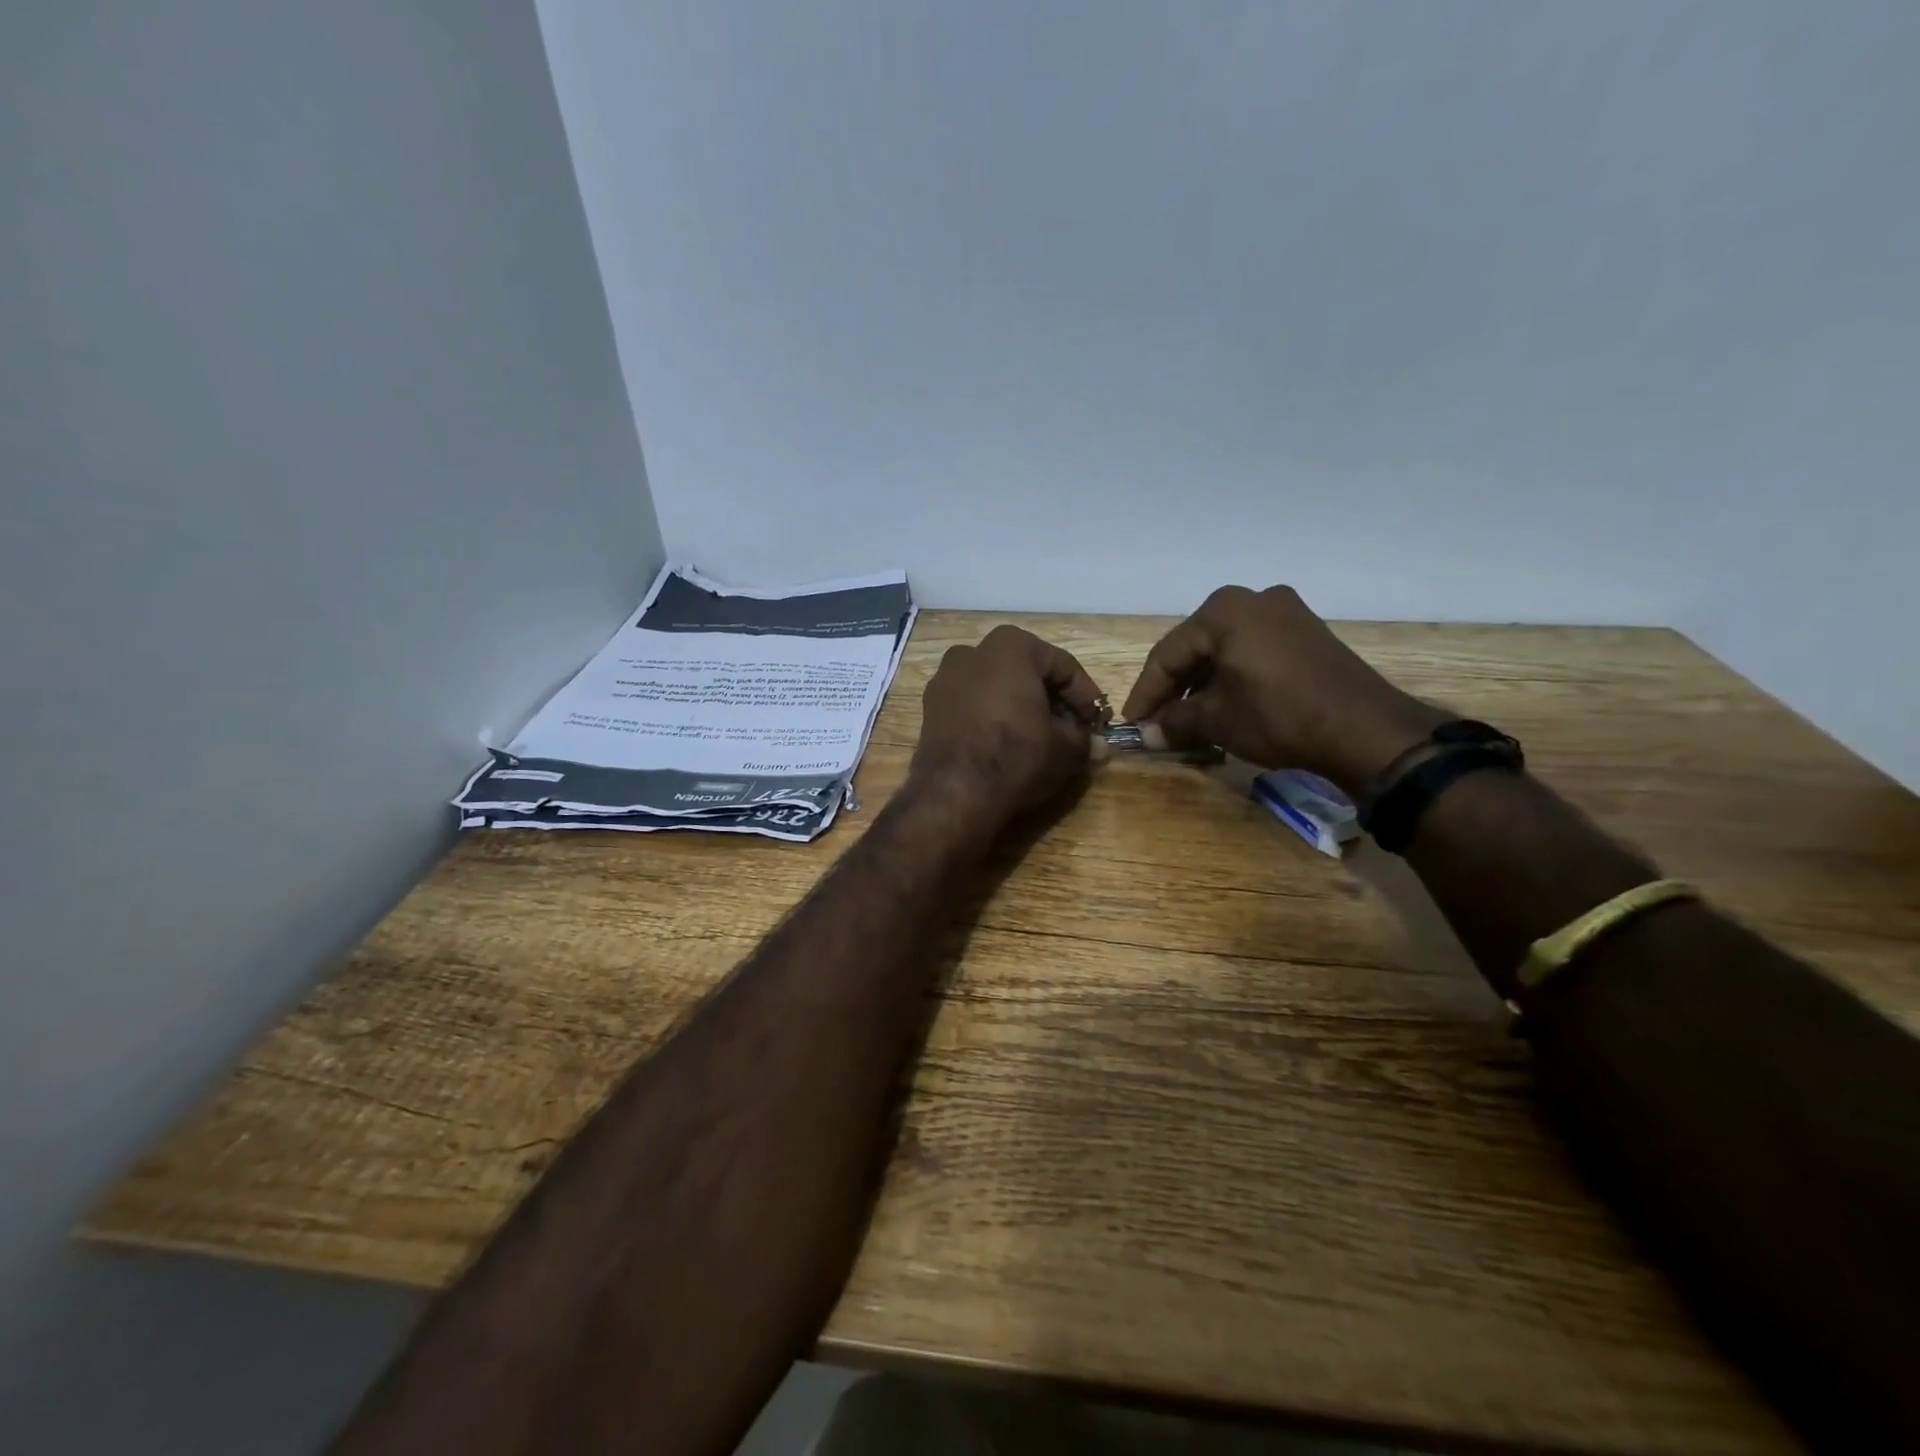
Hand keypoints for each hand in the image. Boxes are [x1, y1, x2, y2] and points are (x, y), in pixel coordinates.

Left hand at [911, 625, 1106, 824]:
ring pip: (997, 687)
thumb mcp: (1066, 749)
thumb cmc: (1017, 756)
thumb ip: (1084, 739)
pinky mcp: (930, 708)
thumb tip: (1099, 746)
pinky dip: (992, 717)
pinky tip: (1006, 743)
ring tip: (1040, 738)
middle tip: (1072, 728)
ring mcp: (945, 678)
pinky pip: (972, 705)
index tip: (1098, 721)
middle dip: (1051, 699)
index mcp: (1011, 646)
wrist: (955, 793)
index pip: (1062, 666)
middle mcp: (973, 652)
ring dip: (1020, 707)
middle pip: (1026, 672)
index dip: (1085, 696)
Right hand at [1120, 585, 1445, 792]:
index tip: (1131, 723)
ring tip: (1187, 718)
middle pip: (1196, 647)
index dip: (1146, 693)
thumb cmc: (1278, 716)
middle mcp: (1253, 599)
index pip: (1168, 655)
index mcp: (1223, 611)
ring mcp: (1285, 612)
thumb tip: (1147, 734)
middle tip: (1156, 721)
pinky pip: (1253, 650)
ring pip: (1225, 649)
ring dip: (1202, 683)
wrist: (1365, 729)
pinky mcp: (1307, 632)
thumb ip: (1175, 721)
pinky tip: (1224, 703)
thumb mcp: (1217, 720)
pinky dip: (1232, 676)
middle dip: (1174, 687)